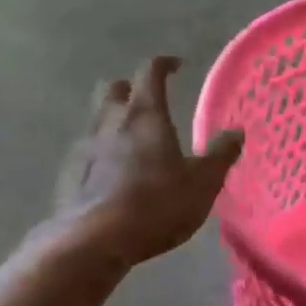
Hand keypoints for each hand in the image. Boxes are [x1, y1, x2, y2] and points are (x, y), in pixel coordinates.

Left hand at [53, 56, 244, 268]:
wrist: (92, 241)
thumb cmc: (156, 205)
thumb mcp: (202, 183)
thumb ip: (220, 155)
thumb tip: (236, 132)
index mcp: (145, 114)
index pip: (151, 71)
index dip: (164, 64)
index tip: (176, 66)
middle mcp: (111, 120)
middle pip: (115, 88)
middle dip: (131, 89)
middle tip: (149, 102)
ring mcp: (85, 145)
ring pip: (97, 118)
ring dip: (114, 120)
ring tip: (132, 141)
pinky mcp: (69, 173)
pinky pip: (86, 150)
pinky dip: (100, 151)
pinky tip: (111, 173)